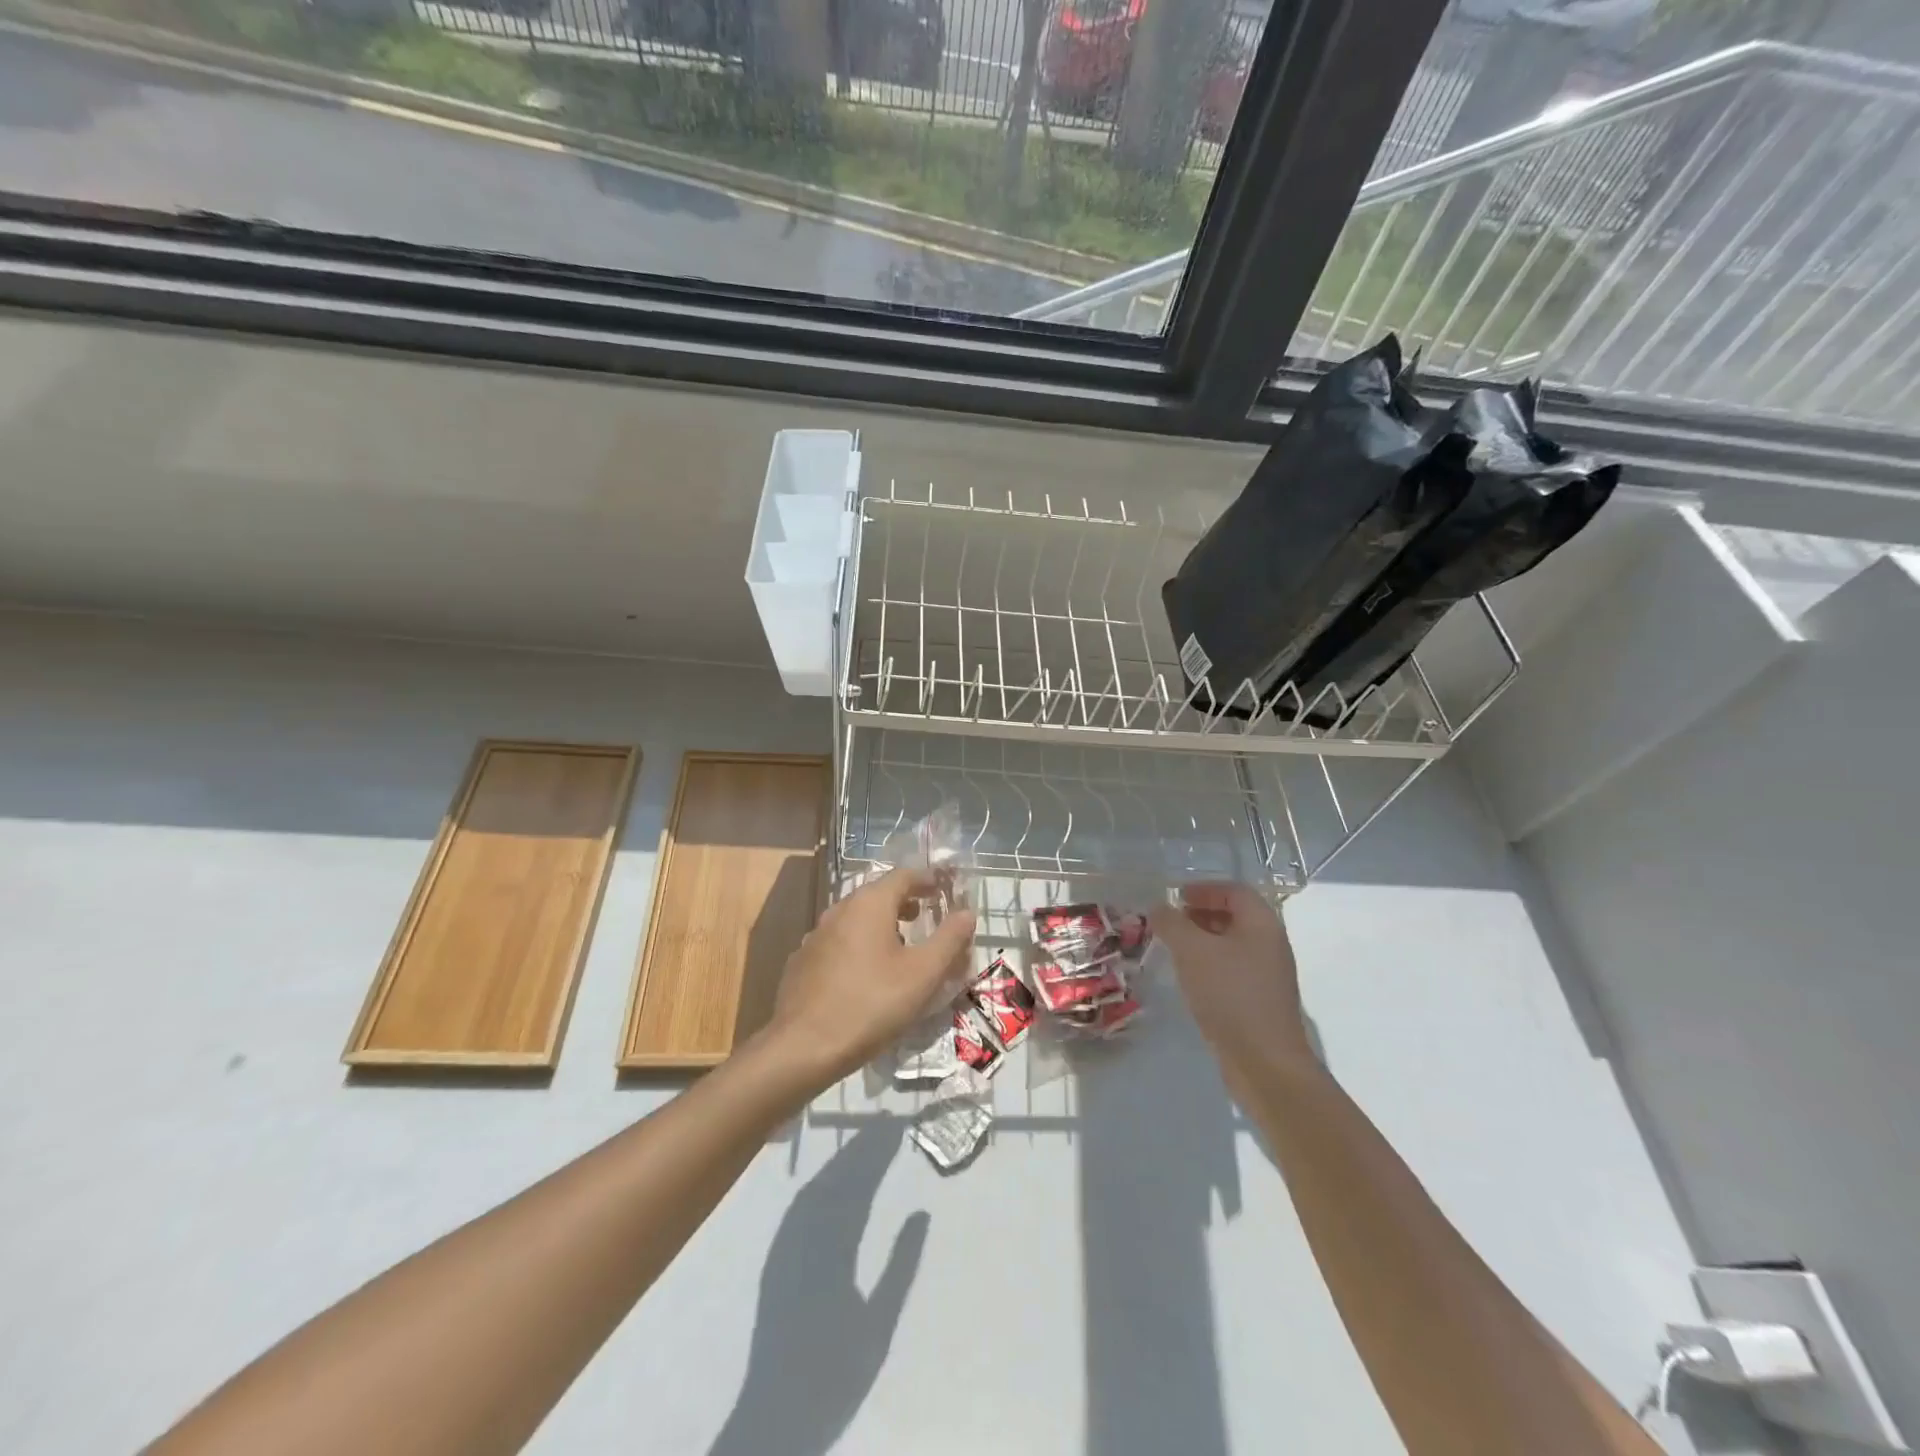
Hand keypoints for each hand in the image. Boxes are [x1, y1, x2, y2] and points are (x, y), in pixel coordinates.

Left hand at [759, 867, 976, 1088]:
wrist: (803, 1047)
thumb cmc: (871, 1004)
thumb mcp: (923, 974)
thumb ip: (949, 939)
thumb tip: (967, 913)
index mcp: (869, 904)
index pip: (903, 876)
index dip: (927, 879)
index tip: (944, 888)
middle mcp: (839, 910)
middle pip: (878, 895)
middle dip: (905, 902)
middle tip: (925, 916)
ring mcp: (816, 936)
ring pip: (856, 919)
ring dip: (881, 924)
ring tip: (900, 946)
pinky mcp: (803, 962)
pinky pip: (839, 942)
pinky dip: (859, 946)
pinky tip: (866, 974)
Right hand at [1150, 882, 1310, 1071]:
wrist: (1265, 1063)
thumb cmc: (1229, 995)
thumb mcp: (1192, 951)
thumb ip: (1172, 923)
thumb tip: (1160, 907)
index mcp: (1262, 924)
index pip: (1234, 891)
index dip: (1204, 888)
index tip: (1175, 897)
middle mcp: (1270, 944)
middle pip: (1235, 916)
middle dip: (1200, 913)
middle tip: (1169, 922)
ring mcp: (1268, 975)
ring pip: (1232, 945)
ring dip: (1202, 940)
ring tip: (1173, 949)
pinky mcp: (1261, 1001)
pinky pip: (1233, 969)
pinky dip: (1210, 964)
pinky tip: (1189, 979)